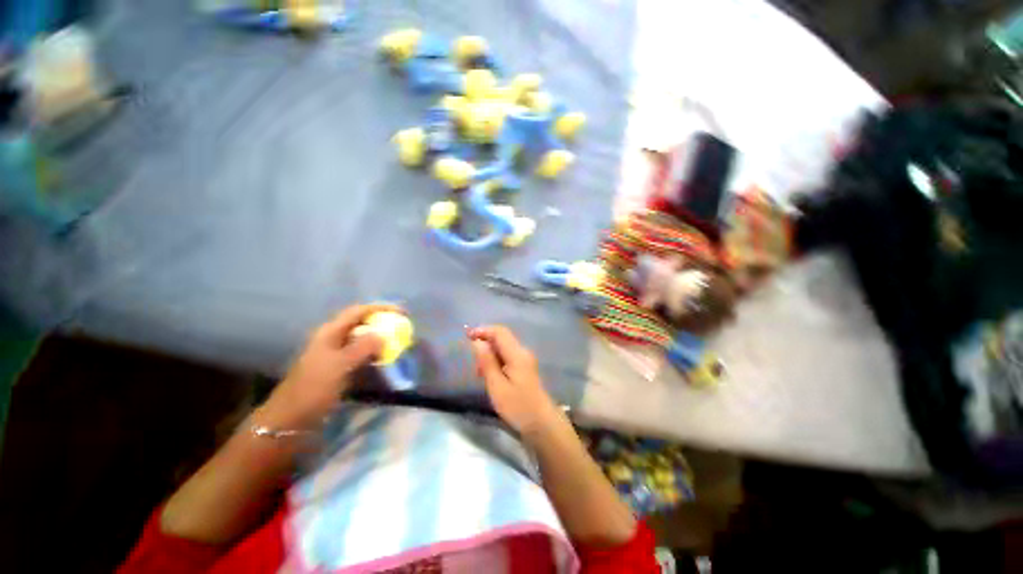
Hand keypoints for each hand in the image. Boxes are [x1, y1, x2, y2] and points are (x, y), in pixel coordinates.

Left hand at [261, 304, 398, 429]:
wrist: (292, 418)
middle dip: (382, 321)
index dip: (380, 308)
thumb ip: (364, 346)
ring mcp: (335, 354)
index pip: (358, 311)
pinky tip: (384, 358)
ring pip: (362, 338)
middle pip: (361, 322)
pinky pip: (361, 354)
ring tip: (397, 340)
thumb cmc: (314, 388)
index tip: (402, 312)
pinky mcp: (338, 368)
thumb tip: (384, 334)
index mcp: (330, 332)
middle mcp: (333, 338)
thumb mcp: (340, 365)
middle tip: (401, 326)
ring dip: (379, 337)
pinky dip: (374, 352)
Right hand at [469, 325, 560, 437]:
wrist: (542, 424)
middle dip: (485, 343)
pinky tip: (491, 376)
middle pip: (502, 338)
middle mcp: (522, 352)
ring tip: (480, 373)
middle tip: (474, 363)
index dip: (483, 330)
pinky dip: (496, 361)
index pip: (499, 332)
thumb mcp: (497, 386)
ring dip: (490, 354)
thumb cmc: (518, 406)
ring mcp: (525, 360)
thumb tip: (477, 342)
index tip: (467, 337)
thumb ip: (487, 362)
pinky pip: (508, 357)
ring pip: (504, 348)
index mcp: (517, 354)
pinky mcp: (525, 368)